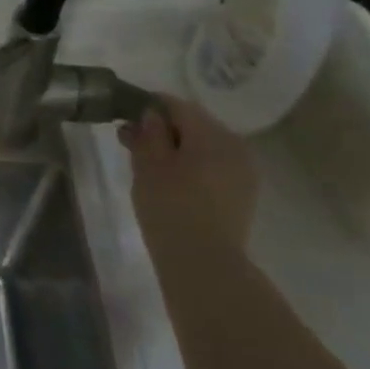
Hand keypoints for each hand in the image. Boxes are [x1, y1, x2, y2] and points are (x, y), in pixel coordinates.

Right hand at [121, 97, 257, 253]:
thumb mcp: (148, 165)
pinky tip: (174, 183)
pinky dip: (193, 165)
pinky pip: (215, 165)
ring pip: (205, 145)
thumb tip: (151, 113)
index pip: (177, 105)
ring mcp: (244, 170)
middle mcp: (235, 145)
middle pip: (194, 124)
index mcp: (212, 134)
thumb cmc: (170, 208)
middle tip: (131, 142)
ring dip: (178, 148)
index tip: (125, 117)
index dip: (149, 106)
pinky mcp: (244, 192)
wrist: (204, 263)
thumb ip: (149, 133)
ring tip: (150, 165)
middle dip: (163, 128)